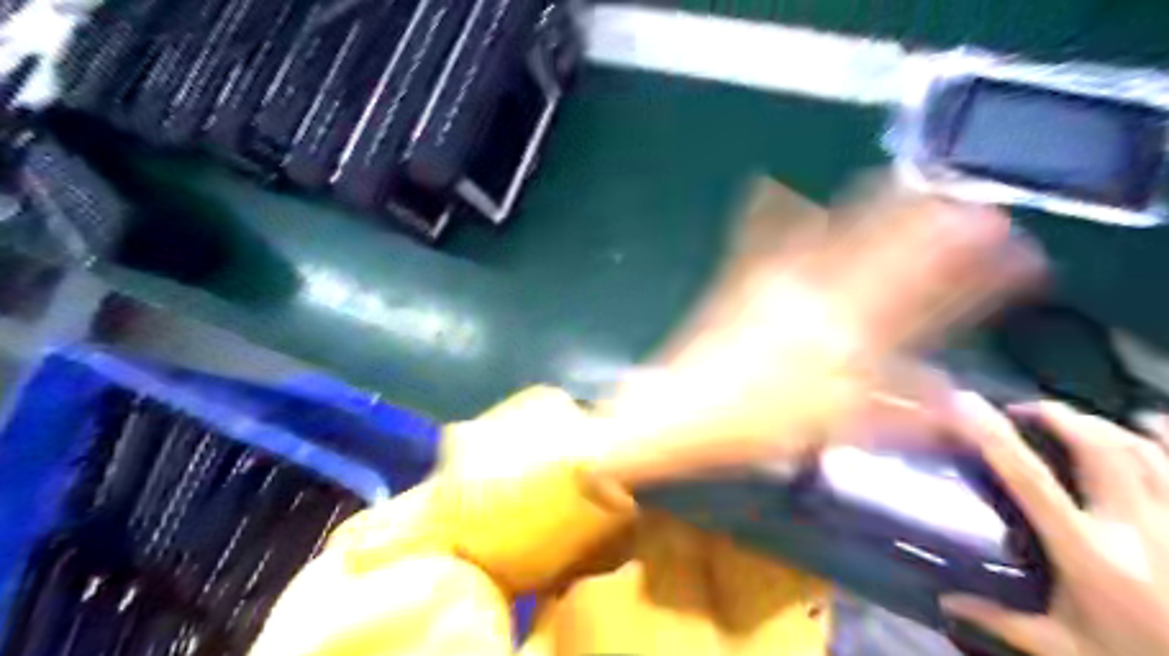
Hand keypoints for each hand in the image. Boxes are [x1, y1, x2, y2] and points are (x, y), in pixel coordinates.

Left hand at [596, 189, 1040, 487]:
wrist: (680, 413)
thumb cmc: (752, 428)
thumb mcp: (829, 429)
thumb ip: (894, 413)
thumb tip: (952, 402)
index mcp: (844, 343)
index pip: (924, 303)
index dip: (972, 277)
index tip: (1012, 253)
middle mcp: (815, 303)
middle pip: (882, 257)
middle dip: (928, 227)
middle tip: (964, 198)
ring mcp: (772, 286)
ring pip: (831, 239)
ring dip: (870, 208)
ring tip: (900, 179)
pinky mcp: (736, 282)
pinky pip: (757, 241)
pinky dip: (769, 213)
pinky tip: (772, 186)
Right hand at [939, 394, 1167, 655]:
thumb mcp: (1062, 648)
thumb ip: (1001, 620)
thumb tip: (944, 601)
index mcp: (1088, 553)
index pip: (1030, 481)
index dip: (995, 438)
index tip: (968, 407)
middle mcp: (1136, 528)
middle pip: (1096, 449)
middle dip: (1057, 417)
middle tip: (1025, 410)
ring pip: (1143, 450)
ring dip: (1103, 424)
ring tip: (1075, 417)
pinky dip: (1167, 437)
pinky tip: (1148, 423)